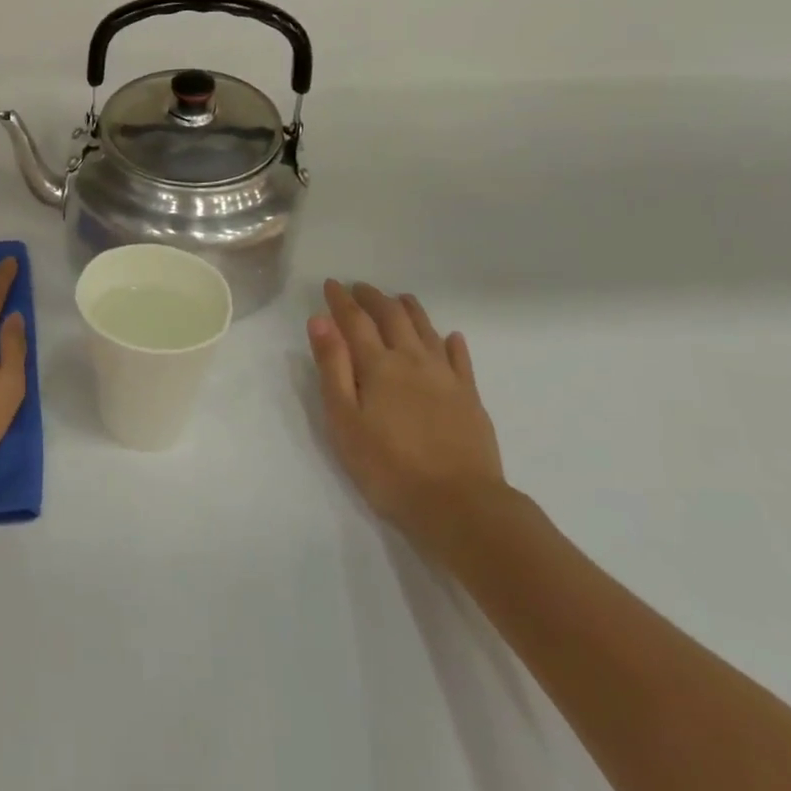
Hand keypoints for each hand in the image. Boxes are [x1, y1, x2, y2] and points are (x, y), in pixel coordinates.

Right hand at [308, 281, 505, 546]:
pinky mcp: (470, 399)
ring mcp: (446, 378)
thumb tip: (320, 320)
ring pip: (427, 330)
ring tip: (399, 298)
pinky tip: (451, 337)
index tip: (330, 284)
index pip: (355, 321)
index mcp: (379, 365)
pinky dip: (452, 343)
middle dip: (374, 298)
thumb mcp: (344, 420)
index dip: (341, 300)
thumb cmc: (388, 467)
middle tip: (359, 287)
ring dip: (410, 310)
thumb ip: (332, 367)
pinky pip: (461, 360)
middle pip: (392, 317)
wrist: (460, 506)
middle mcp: (413, 360)